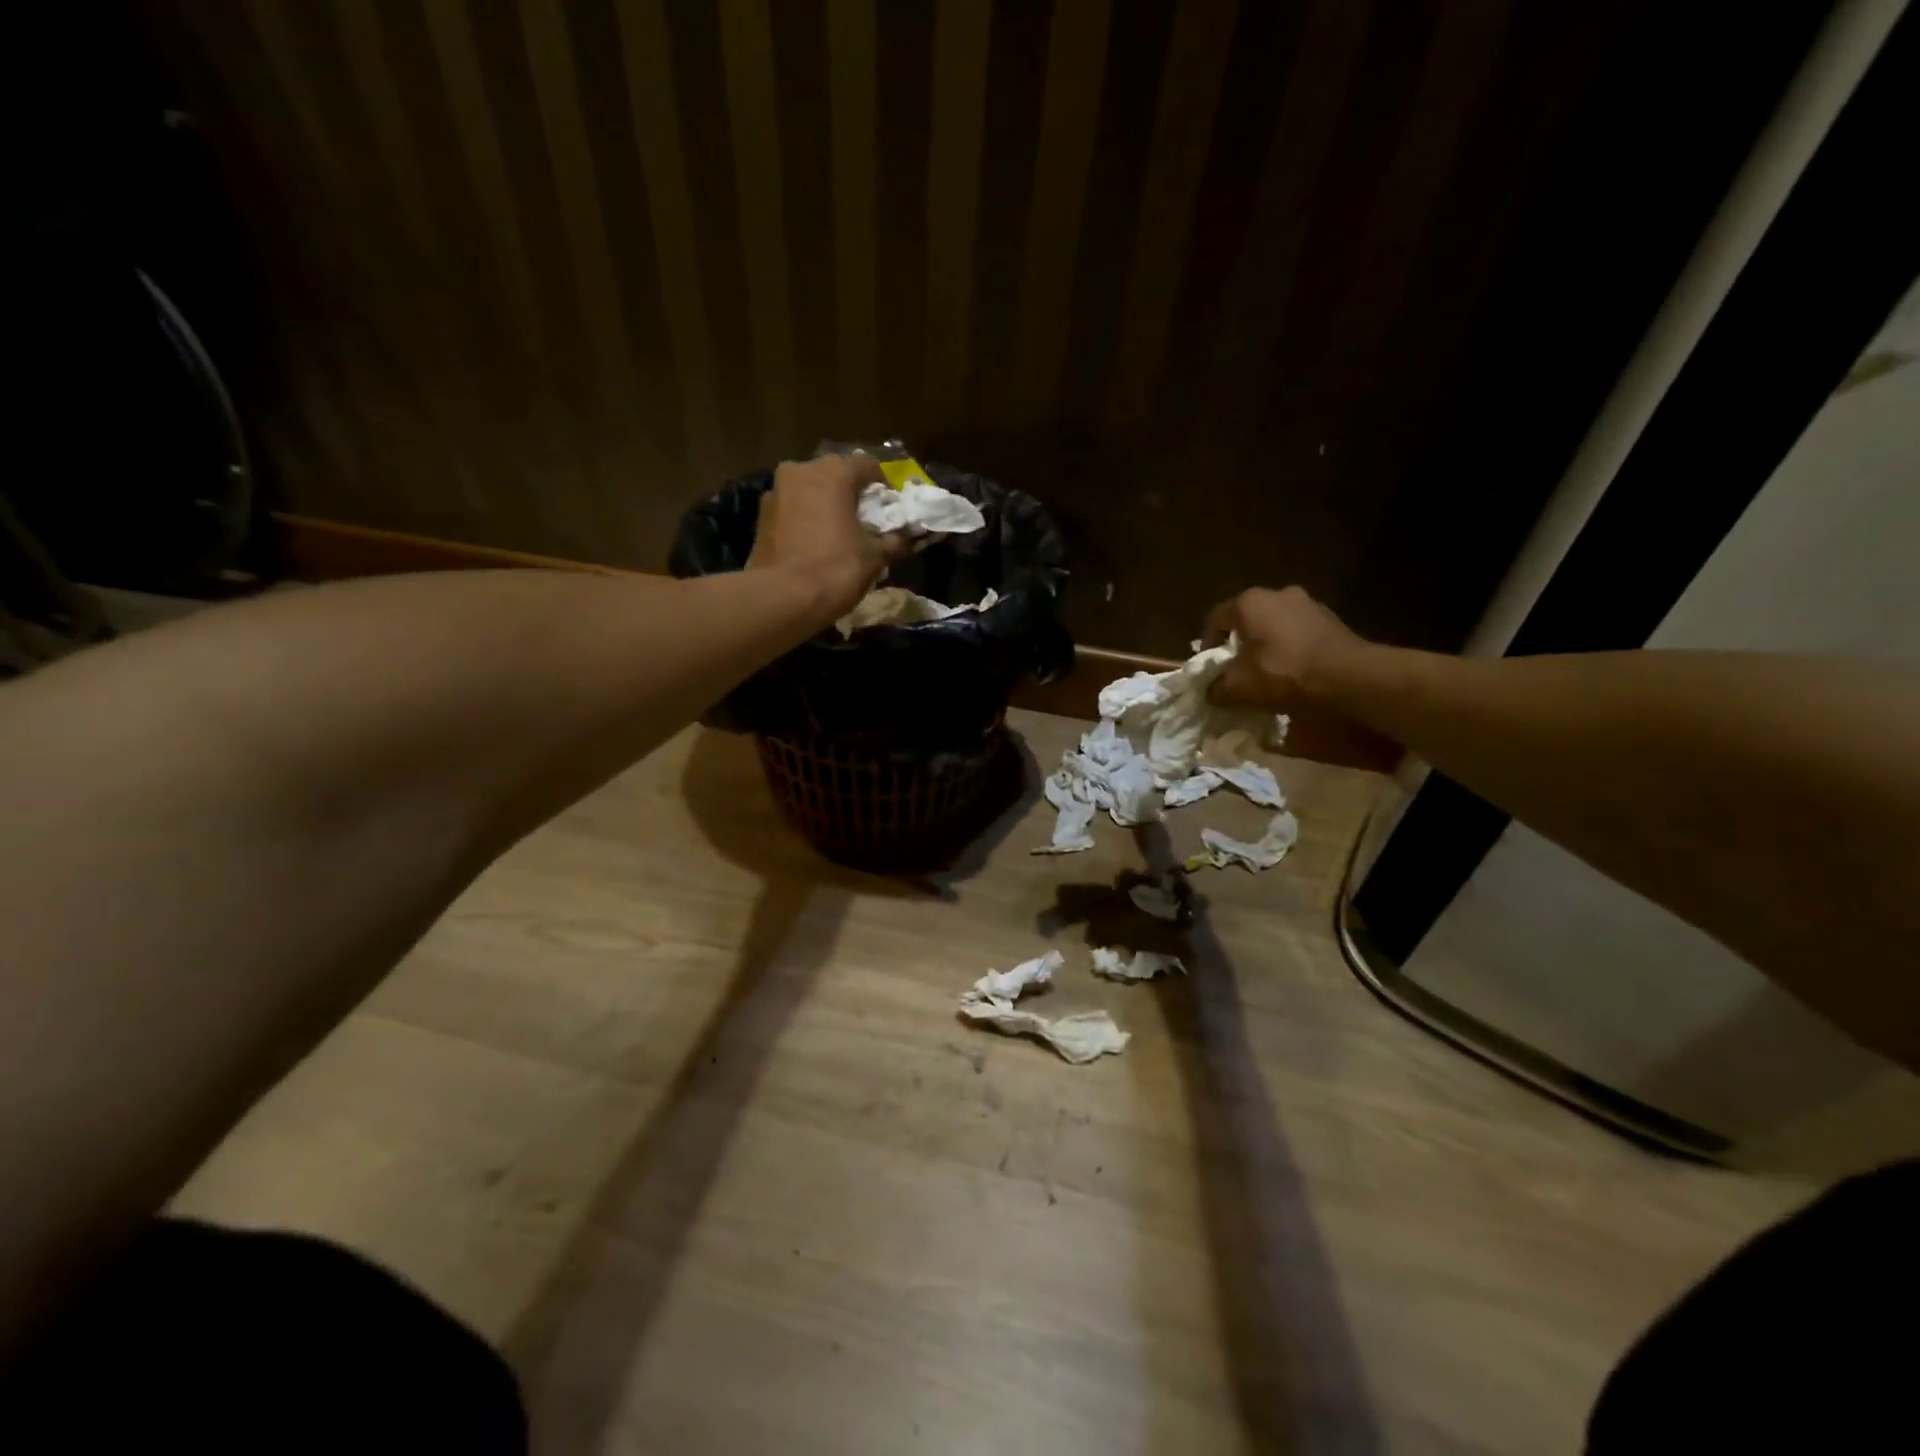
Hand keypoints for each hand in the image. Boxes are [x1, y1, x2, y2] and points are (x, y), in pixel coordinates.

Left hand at [747, 454, 904, 617]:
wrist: (782, 599)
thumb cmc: (836, 569)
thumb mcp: (875, 557)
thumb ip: (893, 541)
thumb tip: (903, 538)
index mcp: (833, 472)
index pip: (868, 465)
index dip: (884, 486)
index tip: (891, 508)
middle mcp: (800, 471)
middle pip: (835, 474)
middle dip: (851, 494)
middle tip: (865, 520)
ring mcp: (775, 492)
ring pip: (810, 491)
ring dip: (825, 506)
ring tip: (839, 533)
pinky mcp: (760, 517)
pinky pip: (793, 510)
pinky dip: (806, 520)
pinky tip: (815, 543)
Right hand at [1203, 586, 1368, 709]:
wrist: (1349, 677)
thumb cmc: (1284, 673)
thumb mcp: (1240, 686)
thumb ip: (1217, 687)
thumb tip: (1210, 692)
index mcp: (1249, 602)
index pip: (1215, 618)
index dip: (1207, 644)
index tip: (1211, 668)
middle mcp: (1277, 593)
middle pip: (1247, 619)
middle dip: (1239, 644)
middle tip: (1237, 670)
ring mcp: (1308, 603)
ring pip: (1274, 625)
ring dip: (1266, 645)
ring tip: (1266, 673)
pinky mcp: (1331, 619)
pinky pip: (1298, 632)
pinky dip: (1290, 648)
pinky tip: (1293, 671)